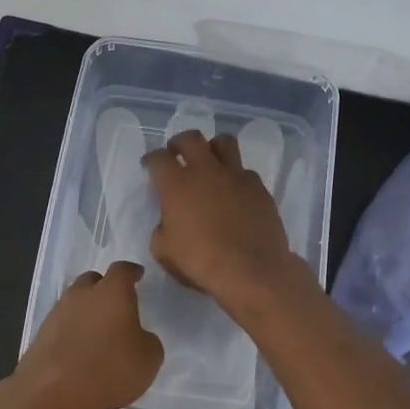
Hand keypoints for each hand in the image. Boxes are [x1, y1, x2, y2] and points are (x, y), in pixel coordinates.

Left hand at [1, 260, 163, 408]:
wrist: (52, 393)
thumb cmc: (109, 369)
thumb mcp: (149, 359)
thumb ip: (147, 340)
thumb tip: (138, 337)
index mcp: (112, 292)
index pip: (123, 270)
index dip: (131, 272)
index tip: (137, 275)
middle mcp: (82, 294)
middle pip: (93, 280)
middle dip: (105, 288)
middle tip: (116, 305)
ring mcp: (58, 312)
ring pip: (75, 301)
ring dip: (86, 310)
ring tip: (97, 331)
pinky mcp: (41, 334)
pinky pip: (62, 324)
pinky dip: (72, 331)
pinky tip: (79, 349)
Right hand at [142, 130, 300, 307]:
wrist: (250, 270)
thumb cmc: (200, 262)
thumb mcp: (164, 251)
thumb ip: (162, 228)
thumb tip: (169, 221)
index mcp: (176, 184)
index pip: (158, 158)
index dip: (151, 159)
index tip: (150, 166)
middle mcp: (205, 171)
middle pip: (190, 138)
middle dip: (180, 142)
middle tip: (177, 153)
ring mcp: (235, 176)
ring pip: (224, 142)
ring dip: (212, 148)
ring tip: (210, 162)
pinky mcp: (258, 187)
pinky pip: (245, 171)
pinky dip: (236, 176)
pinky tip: (235, 192)